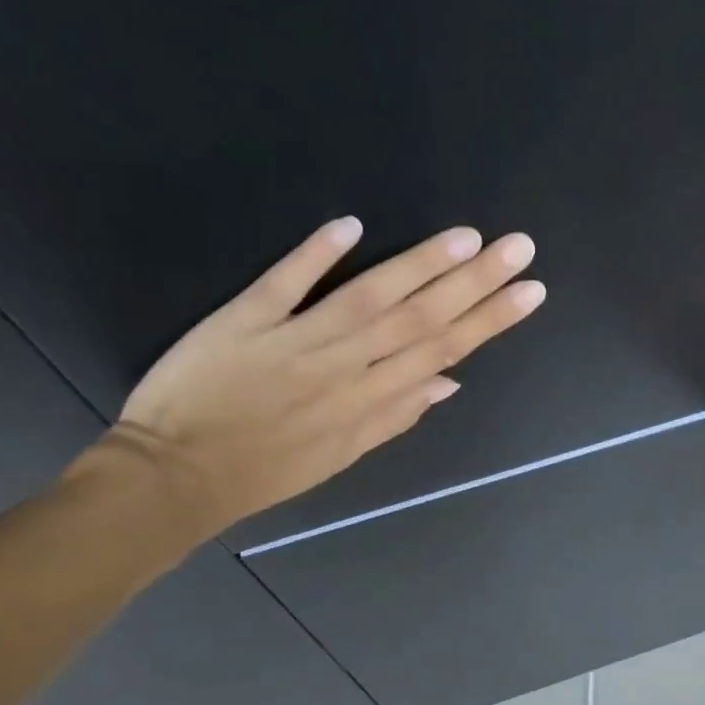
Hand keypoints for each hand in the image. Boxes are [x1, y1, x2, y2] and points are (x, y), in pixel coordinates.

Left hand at [105, 216, 544, 534]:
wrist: (173, 478)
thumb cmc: (262, 471)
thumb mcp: (340, 457)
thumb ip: (395, 417)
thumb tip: (451, 382)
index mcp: (368, 401)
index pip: (442, 351)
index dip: (490, 320)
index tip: (531, 291)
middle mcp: (344, 367)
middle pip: (420, 318)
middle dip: (476, 283)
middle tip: (520, 247)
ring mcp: (296, 341)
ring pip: (369, 298)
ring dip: (420, 265)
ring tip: (467, 237)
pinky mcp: (244, 320)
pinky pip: (284, 284)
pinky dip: (315, 256)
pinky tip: (350, 226)